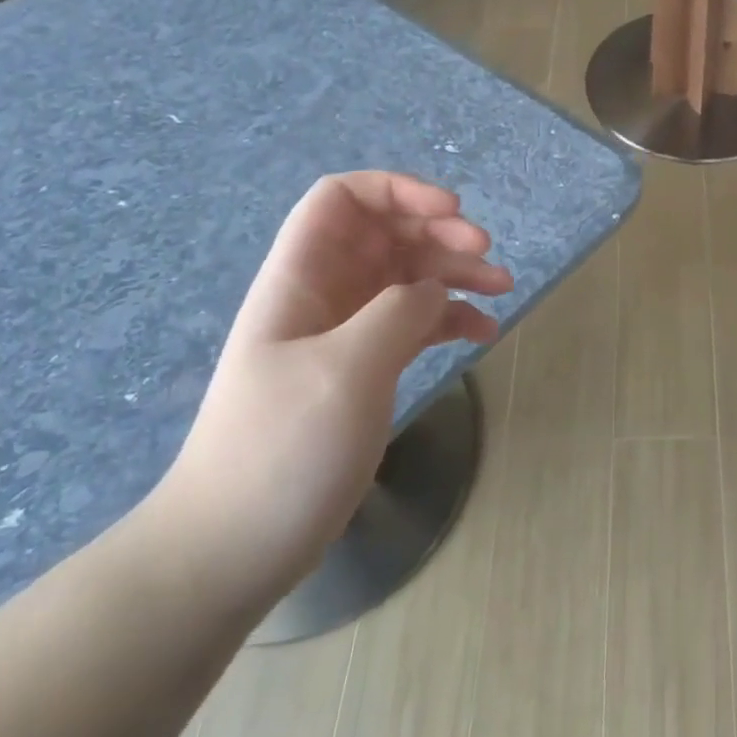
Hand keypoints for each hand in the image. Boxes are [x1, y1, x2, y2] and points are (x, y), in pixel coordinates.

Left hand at [148, 172, 511, 605]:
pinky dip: (450, 317)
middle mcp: (324, 294)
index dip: (398, 190)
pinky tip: (483, 332)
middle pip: (386, 232)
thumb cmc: (281, 450)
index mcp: (301, 278)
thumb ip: (398, 312)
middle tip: (486, 253)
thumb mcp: (346, 370)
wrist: (234, 547)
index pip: (343, 198)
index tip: (451, 212)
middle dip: (438, 231)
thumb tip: (433, 292)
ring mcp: (345, 333)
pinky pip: (414, 322)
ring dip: (455, 272)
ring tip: (502, 287)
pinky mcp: (364, 368)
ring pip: (407, 276)